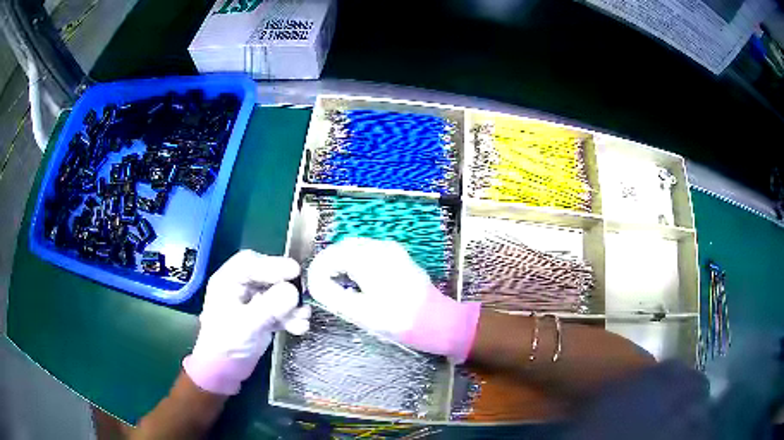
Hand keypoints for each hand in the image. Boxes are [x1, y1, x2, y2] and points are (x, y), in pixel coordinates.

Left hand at [183, 250, 310, 394]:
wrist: (224, 370)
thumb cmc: (225, 344)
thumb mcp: (246, 324)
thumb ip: (269, 307)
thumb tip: (293, 291)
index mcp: (228, 282)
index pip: (250, 263)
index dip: (272, 264)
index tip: (294, 271)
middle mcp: (241, 288)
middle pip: (267, 277)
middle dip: (286, 286)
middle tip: (303, 294)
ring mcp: (253, 303)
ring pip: (277, 294)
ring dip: (292, 305)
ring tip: (303, 317)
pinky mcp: (263, 317)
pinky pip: (281, 311)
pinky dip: (291, 317)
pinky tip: (300, 327)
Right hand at [307, 238, 479, 362]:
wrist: (439, 321)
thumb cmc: (399, 320)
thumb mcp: (361, 312)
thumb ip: (332, 295)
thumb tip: (315, 283)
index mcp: (370, 258)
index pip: (333, 254)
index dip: (318, 269)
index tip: (313, 286)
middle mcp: (381, 247)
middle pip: (344, 248)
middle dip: (329, 265)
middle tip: (322, 287)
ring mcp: (393, 251)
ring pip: (356, 249)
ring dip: (342, 264)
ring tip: (337, 286)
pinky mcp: (399, 258)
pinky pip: (370, 254)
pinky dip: (357, 264)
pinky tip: (357, 283)